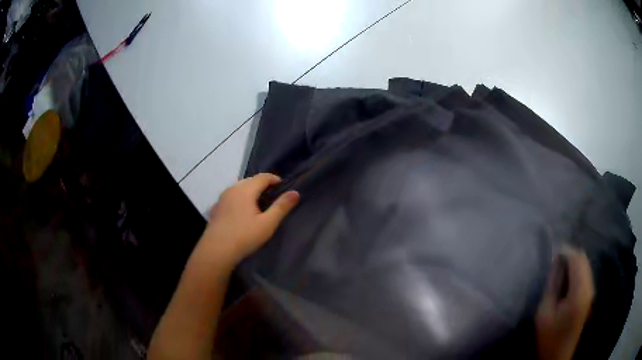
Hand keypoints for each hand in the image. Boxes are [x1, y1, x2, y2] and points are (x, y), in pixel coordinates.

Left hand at [199, 173, 299, 267]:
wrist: (216, 250)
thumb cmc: (244, 236)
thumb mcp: (267, 223)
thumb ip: (281, 207)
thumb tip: (296, 192)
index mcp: (245, 190)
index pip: (263, 177)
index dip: (275, 179)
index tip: (283, 187)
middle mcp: (232, 189)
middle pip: (250, 180)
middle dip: (263, 184)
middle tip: (273, 196)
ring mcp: (222, 198)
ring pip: (240, 188)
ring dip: (251, 191)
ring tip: (260, 203)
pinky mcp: (217, 207)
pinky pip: (232, 196)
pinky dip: (241, 198)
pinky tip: (243, 211)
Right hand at [535, 246, 594, 359]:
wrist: (558, 356)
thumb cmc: (549, 337)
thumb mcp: (545, 313)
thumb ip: (552, 285)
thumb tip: (556, 262)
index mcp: (579, 292)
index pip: (577, 260)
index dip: (566, 251)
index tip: (553, 252)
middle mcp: (589, 287)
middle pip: (583, 259)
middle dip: (570, 254)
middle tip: (555, 260)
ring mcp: (591, 291)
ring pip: (586, 265)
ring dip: (574, 261)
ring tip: (560, 268)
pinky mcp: (590, 296)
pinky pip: (586, 273)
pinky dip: (577, 270)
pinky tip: (567, 279)